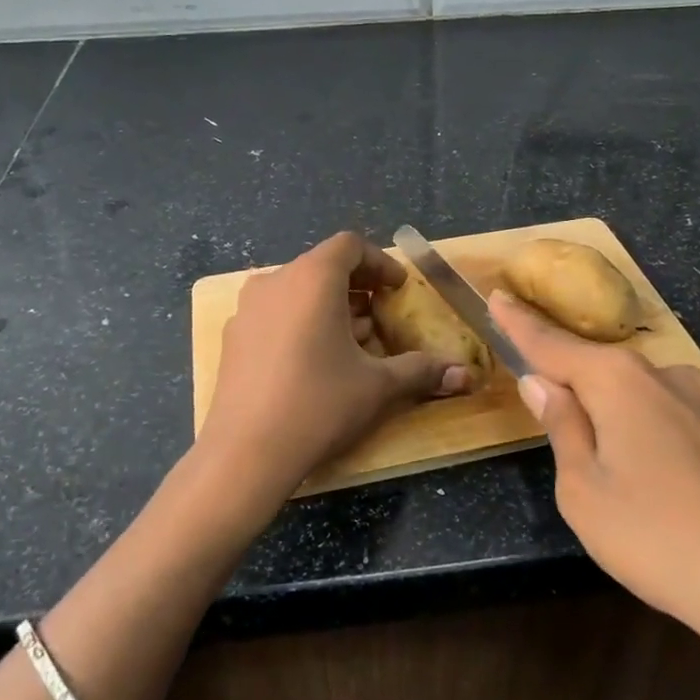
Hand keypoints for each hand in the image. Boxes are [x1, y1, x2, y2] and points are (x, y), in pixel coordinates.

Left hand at [193, 233, 473, 524]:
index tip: (398, 289)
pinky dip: (301, 322)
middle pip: (322, 266)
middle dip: (357, 287)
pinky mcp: (233, 337)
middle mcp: (275, 282)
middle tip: (380, 316)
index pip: (350, 246)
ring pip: (297, 291)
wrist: (245, 453)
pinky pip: (275, 313)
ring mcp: (247, 309)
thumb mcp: (378, 386)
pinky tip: (314, 362)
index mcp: (312, 278)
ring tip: (352, 342)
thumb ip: (422, 370)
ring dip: (329, 306)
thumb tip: (466, 375)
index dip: (380, 262)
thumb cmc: (319, 404)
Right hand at [490, 291, 699, 699]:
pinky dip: (659, 437)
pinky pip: (680, 421)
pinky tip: (670, 486)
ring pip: (644, 397)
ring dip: (620, 416)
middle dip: (575, 383)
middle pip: (602, 369)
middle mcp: (666, 375)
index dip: (520, 323)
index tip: (497, 295)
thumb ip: (563, 428)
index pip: (553, 344)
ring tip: (620, 474)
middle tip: (554, 414)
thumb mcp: (584, 492)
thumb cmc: (657, 538)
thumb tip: (542, 383)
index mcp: (619, 381)